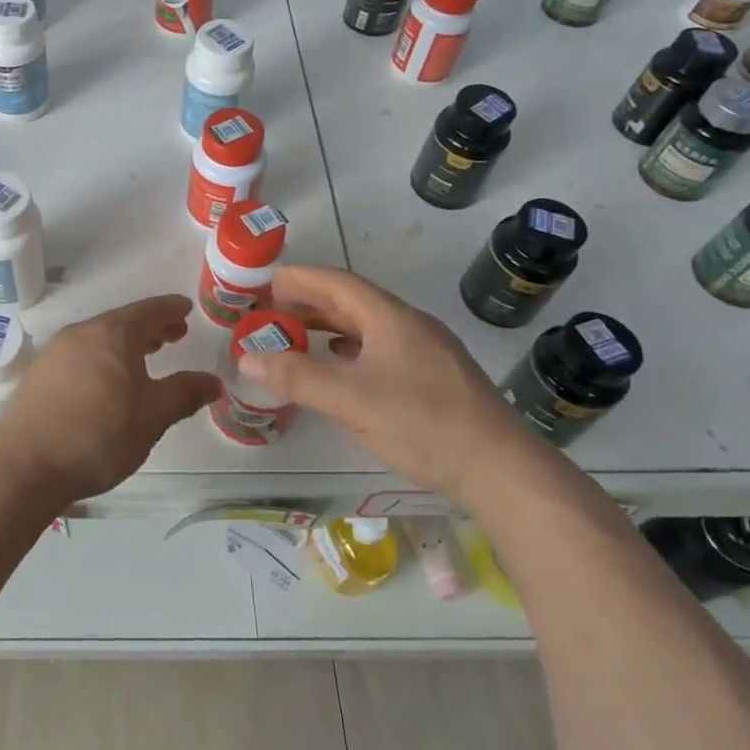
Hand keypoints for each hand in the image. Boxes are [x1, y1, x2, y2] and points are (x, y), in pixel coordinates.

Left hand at [0, 295, 220, 506]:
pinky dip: (103, 357)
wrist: (24, 465)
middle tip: (175, 334)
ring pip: (100, 337)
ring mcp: (56, 352)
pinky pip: (81, 353)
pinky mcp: (39, 374)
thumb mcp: (151, 417)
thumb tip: (212, 381)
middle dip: (151, 326)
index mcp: (112, 334)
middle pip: (122, 321)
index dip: (171, 309)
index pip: (149, 310)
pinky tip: (108, 381)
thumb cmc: (98, 436)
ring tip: (145, 357)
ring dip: (126, 343)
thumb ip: (184, 394)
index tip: (187, 308)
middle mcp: (82, 333)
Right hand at [235, 265, 534, 500]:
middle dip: (310, 303)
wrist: (502, 471)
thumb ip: (296, 377)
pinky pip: (381, 349)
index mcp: (391, 318)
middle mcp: (410, 326)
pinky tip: (340, 368)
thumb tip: (246, 357)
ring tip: (296, 337)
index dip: (300, 278)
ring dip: (330, 327)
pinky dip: (351, 350)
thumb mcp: (350, 400)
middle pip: (352, 302)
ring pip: (368, 327)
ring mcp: (426, 352)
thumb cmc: (423, 424)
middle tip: (272, 311)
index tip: (267, 281)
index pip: (338, 283)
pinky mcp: (434, 379)